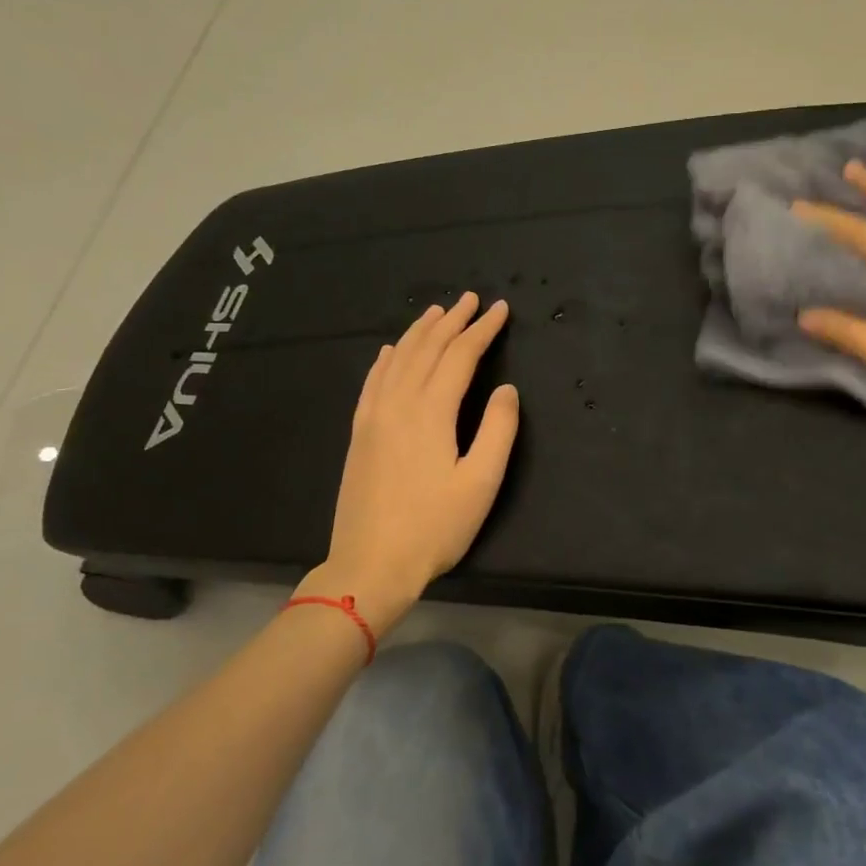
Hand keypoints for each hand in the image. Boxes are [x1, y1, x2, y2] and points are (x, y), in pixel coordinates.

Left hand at [319, 292, 518, 632]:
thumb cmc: (433, 528)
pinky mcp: (359, 433)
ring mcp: (373, 417)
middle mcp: (398, 403)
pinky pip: (372, 382)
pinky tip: (389, 351)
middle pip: (427, 349)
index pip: (460, 356)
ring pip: (397, 359)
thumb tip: (506, 389)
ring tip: (437, 313)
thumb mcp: (481, 484)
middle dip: (453, 321)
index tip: (500, 310)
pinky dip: (385, 359)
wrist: (369, 565)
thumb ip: (498, 430)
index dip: (482, 330)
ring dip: (419, 332)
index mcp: (431, 412)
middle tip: (472, 300)